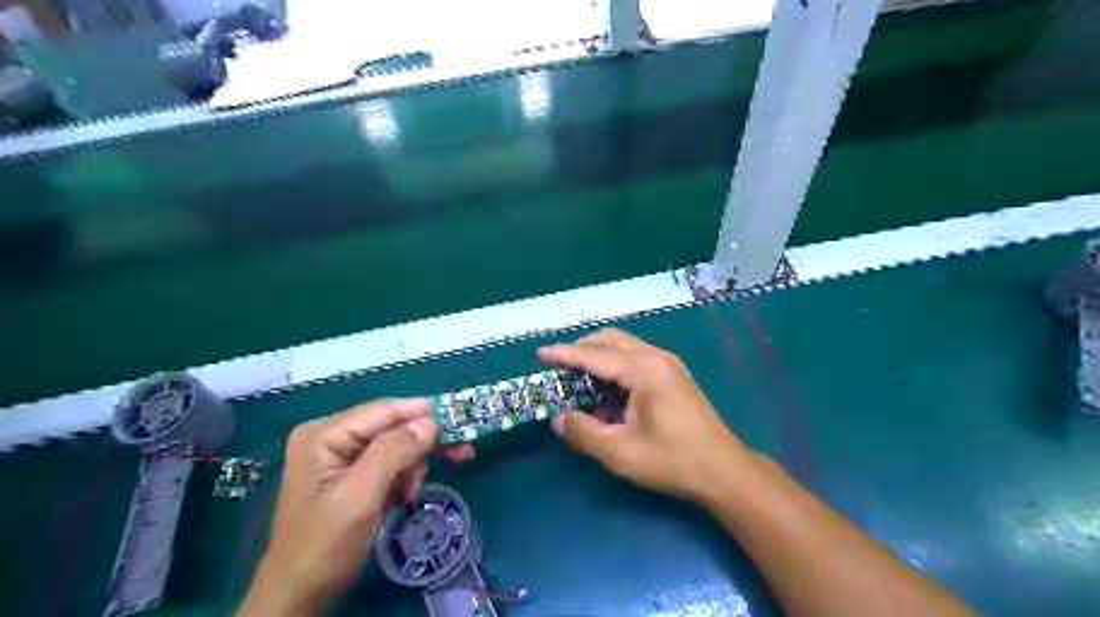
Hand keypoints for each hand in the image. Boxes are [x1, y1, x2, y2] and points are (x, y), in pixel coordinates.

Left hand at [239, 399, 470, 614]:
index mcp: (325, 434)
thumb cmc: (324, 546)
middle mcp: (333, 436)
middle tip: (463, 451)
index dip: (423, 412)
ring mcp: (342, 456)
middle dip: (424, 442)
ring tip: (412, 493)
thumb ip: (393, 453)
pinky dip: (404, 478)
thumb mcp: (360, 497)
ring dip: (413, 466)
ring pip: (397, 445)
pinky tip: (403, 497)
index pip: (384, 410)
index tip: (461, 421)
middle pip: (393, 426)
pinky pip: (391, 464)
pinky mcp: (353, 474)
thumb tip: (431, 422)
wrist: (299, 596)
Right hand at [542, 329, 756, 503]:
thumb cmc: (672, 461)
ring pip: (624, 345)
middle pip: (610, 339)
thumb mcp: (620, 453)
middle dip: (581, 348)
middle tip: (559, 368)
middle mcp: (656, 357)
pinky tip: (608, 391)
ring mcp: (668, 363)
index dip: (565, 354)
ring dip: (598, 356)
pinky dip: (615, 365)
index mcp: (643, 370)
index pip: (594, 354)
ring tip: (579, 380)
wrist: (724, 470)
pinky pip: (636, 357)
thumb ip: (583, 433)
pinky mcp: (673, 374)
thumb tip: (558, 419)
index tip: (540, 354)